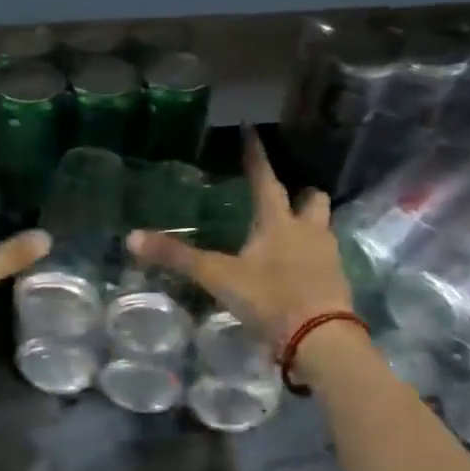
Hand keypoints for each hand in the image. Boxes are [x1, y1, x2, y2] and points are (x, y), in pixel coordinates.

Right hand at [127, 128, 351, 351]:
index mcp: (278, 222)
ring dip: (310, 225)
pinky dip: (314, 258)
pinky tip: (299, 271)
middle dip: (300, 194)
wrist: (321, 340)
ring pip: (324, 227)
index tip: (251, 131)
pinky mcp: (338, 282)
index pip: (264, 178)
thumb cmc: (270, 299)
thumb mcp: (218, 278)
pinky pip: (327, 259)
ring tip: (291, 235)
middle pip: (312, 199)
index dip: (255, 155)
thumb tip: (132, 237)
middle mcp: (308, 231)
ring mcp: (328, 256)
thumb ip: (178, 258)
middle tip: (285, 198)